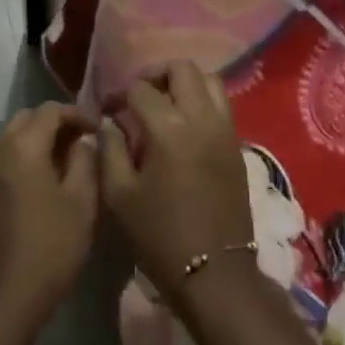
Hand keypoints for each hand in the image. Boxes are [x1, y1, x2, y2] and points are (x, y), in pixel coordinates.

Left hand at [0, 103, 100, 338]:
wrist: (4, 298)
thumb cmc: (51, 247)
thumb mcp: (82, 202)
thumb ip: (85, 160)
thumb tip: (82, 140)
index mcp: (22, 146)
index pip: (50, 110)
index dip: (77, 114)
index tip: (98, 130)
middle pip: (25, 118)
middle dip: (54, 123)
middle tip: (80, 142)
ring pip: (9, 138)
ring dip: (34, 140)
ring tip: (61, 163)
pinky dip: (19, 159)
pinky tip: (37, 184)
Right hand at [98, 62, 253, 306]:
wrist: (214, 274)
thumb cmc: (159, 236)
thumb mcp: (119, 196)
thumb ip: (110, 149)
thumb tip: (111, 123)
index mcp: (170, 130)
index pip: (142, 90)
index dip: (119, 94)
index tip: (107, 109)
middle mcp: (202, 119)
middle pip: (183, 69)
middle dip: (156, 74)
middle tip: (138, 95)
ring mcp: (226, 131)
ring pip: (210, 81)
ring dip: (184, 84)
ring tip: (164, 105)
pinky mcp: (237, 147)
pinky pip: (221, 106)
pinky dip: (201, 102)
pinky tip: (183, 127)